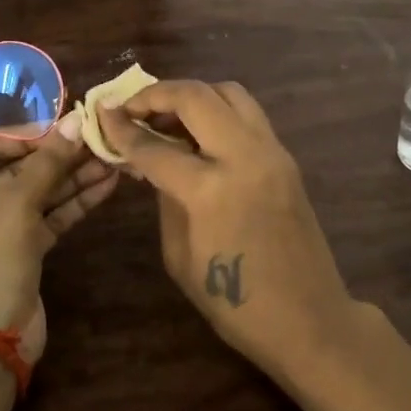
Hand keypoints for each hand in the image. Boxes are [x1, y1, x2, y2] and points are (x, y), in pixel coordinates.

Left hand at [0, 115, 117, 364]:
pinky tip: (106, 184)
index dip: (26, 132)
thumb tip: (77, 121)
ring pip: (38, 191)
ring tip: (111, 157)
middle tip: (98, 137)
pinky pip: (49, 216)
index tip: (65, 126)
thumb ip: (48, 162)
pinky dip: (74, 201)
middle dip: (58, 153)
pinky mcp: (22, 250)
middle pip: (17, 166)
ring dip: (73, 176)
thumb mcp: (16, 205)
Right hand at [98, 80, 354, 375]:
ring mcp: (272, 152)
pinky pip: (247, 115)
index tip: (101, 115)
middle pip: (197, 96)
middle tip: (132, 107)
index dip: (122, 129)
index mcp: (212, 189)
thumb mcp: (180, 255)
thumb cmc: (235, 303)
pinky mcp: (286, 157)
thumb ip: (165, 197)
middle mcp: (245, 156)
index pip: (156, 147)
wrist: (309, 318)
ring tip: (165, 116)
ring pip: (229, 93)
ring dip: (192, 96)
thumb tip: (152, 160)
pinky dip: (217, 111)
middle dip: (157, 94)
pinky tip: (197, 134)